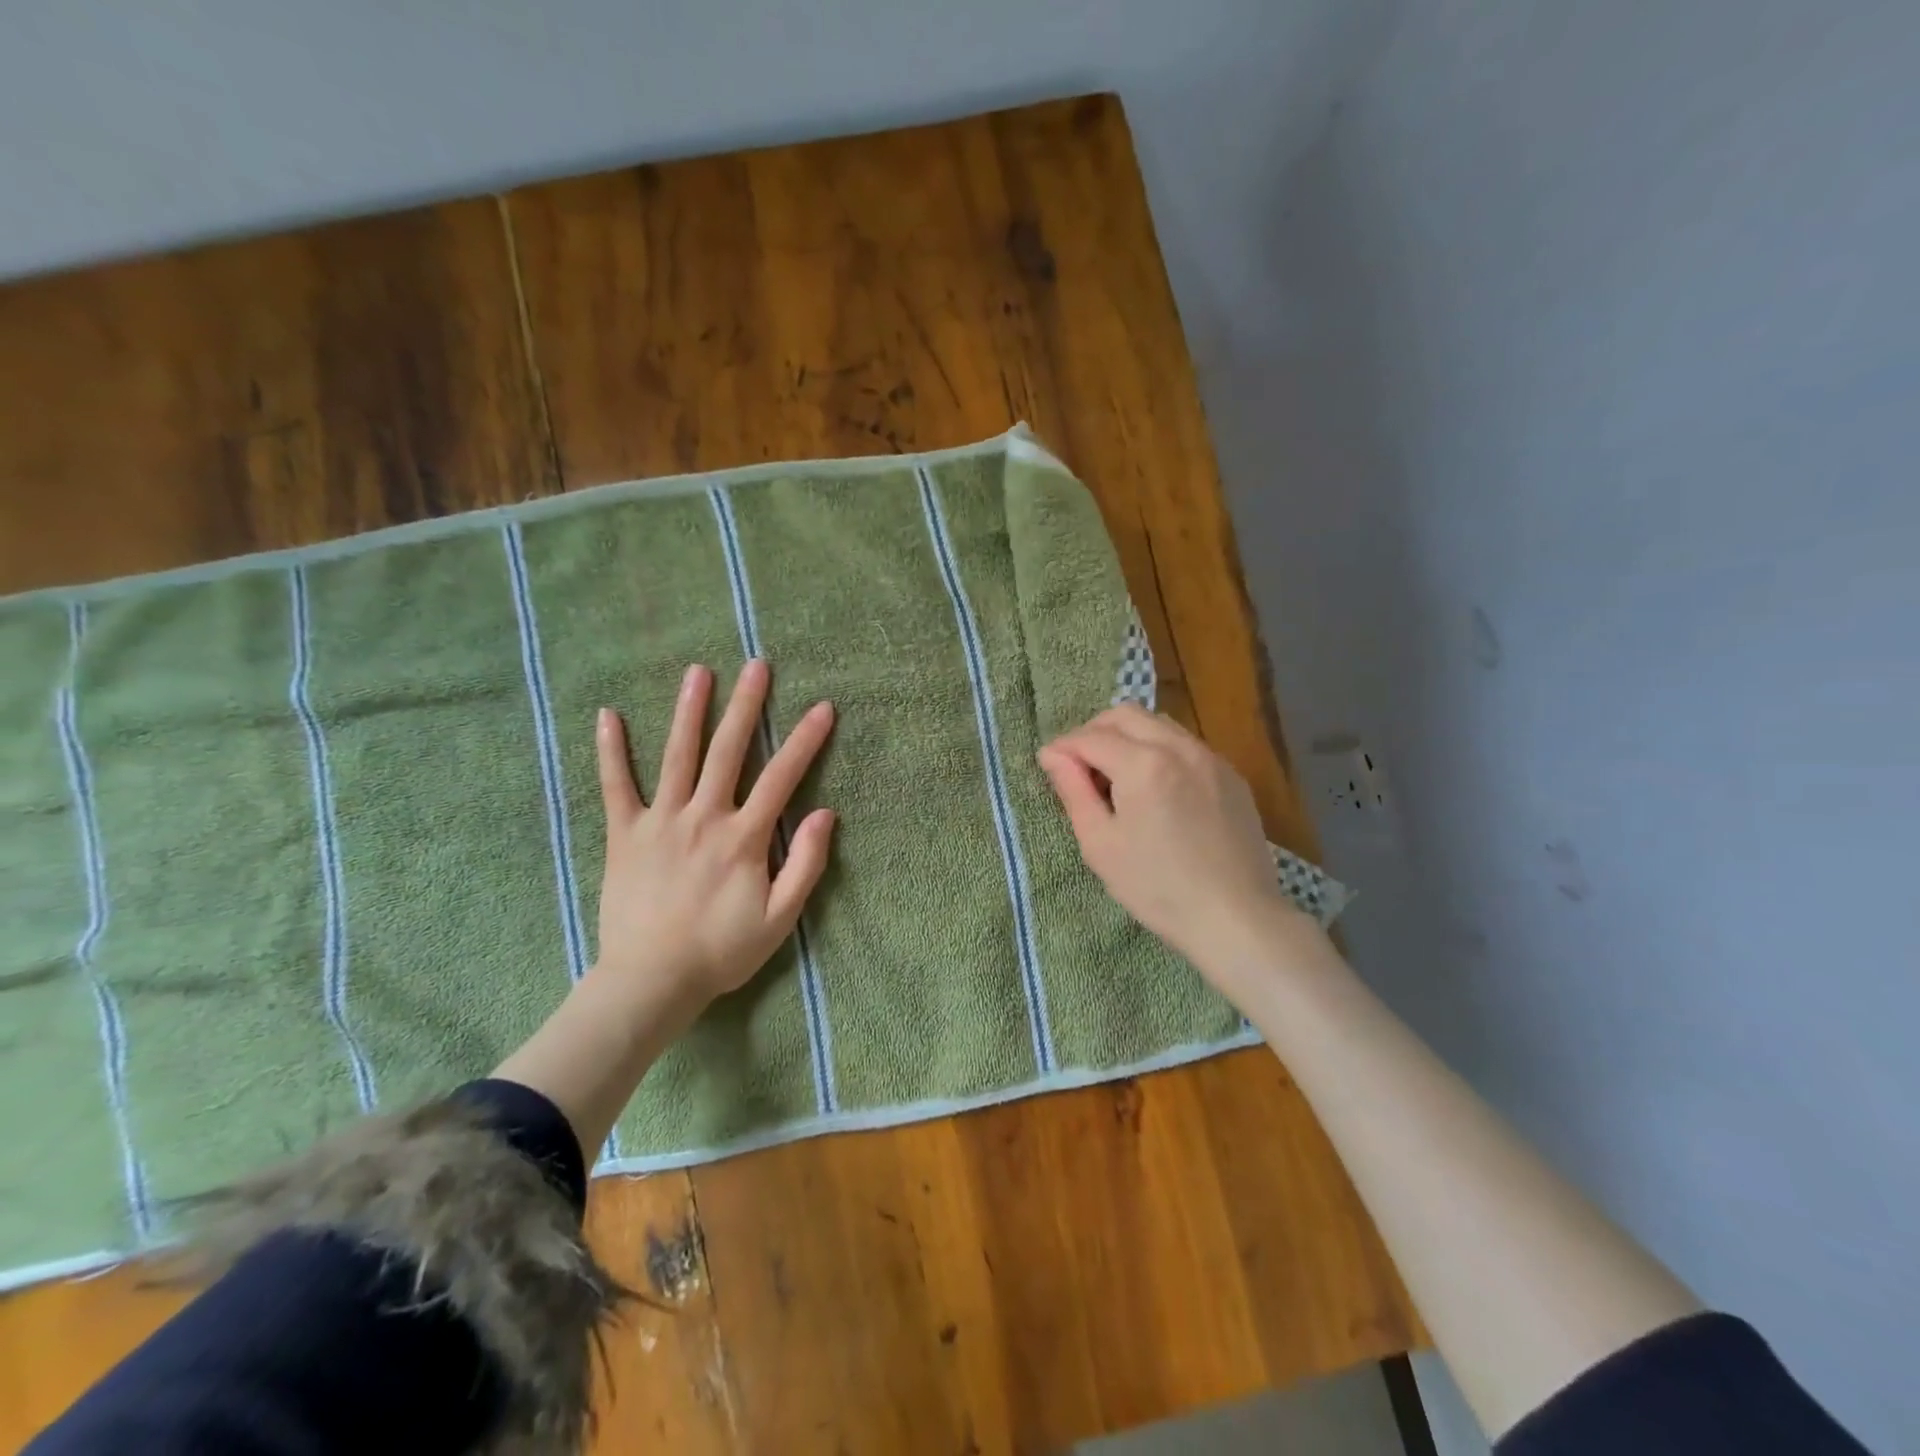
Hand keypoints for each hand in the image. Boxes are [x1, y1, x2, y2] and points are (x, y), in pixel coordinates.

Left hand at [590, 659, 835, 1017]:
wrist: (650, 982)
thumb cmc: (721, 952)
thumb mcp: (780, 919)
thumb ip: (806, 864)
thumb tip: (825, 814)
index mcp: (743, 838)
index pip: (781, 778)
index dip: (805, 740)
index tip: (822, 707)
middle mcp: (703, 818)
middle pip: (728, 751)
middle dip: (746, 706)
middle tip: (756, 666)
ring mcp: (660, 822)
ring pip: (677, 756)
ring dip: (689, 711)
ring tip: (698, 672)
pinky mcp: (624, 835)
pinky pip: (615, 787)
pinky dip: (610, 751)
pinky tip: (608, 716)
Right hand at [1037, 705, 1316, 995]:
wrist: (1236, 918)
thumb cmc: (1157, 888)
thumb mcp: (1101, 844)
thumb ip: (1074, 791)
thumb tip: (1052, 755)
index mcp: (1144, 764)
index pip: (1090, 737)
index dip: (1063, 748)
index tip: (1049, 765)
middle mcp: (1179, 747)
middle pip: (1125, 715)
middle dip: (1094, 731)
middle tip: (1080, 766)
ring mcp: (1211, 758)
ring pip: (1158, 724)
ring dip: (1128, 737)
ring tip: (1116, 776)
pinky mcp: (1231, 775)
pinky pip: (1185, 745)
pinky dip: (1159, 751)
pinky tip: (1155, 789)